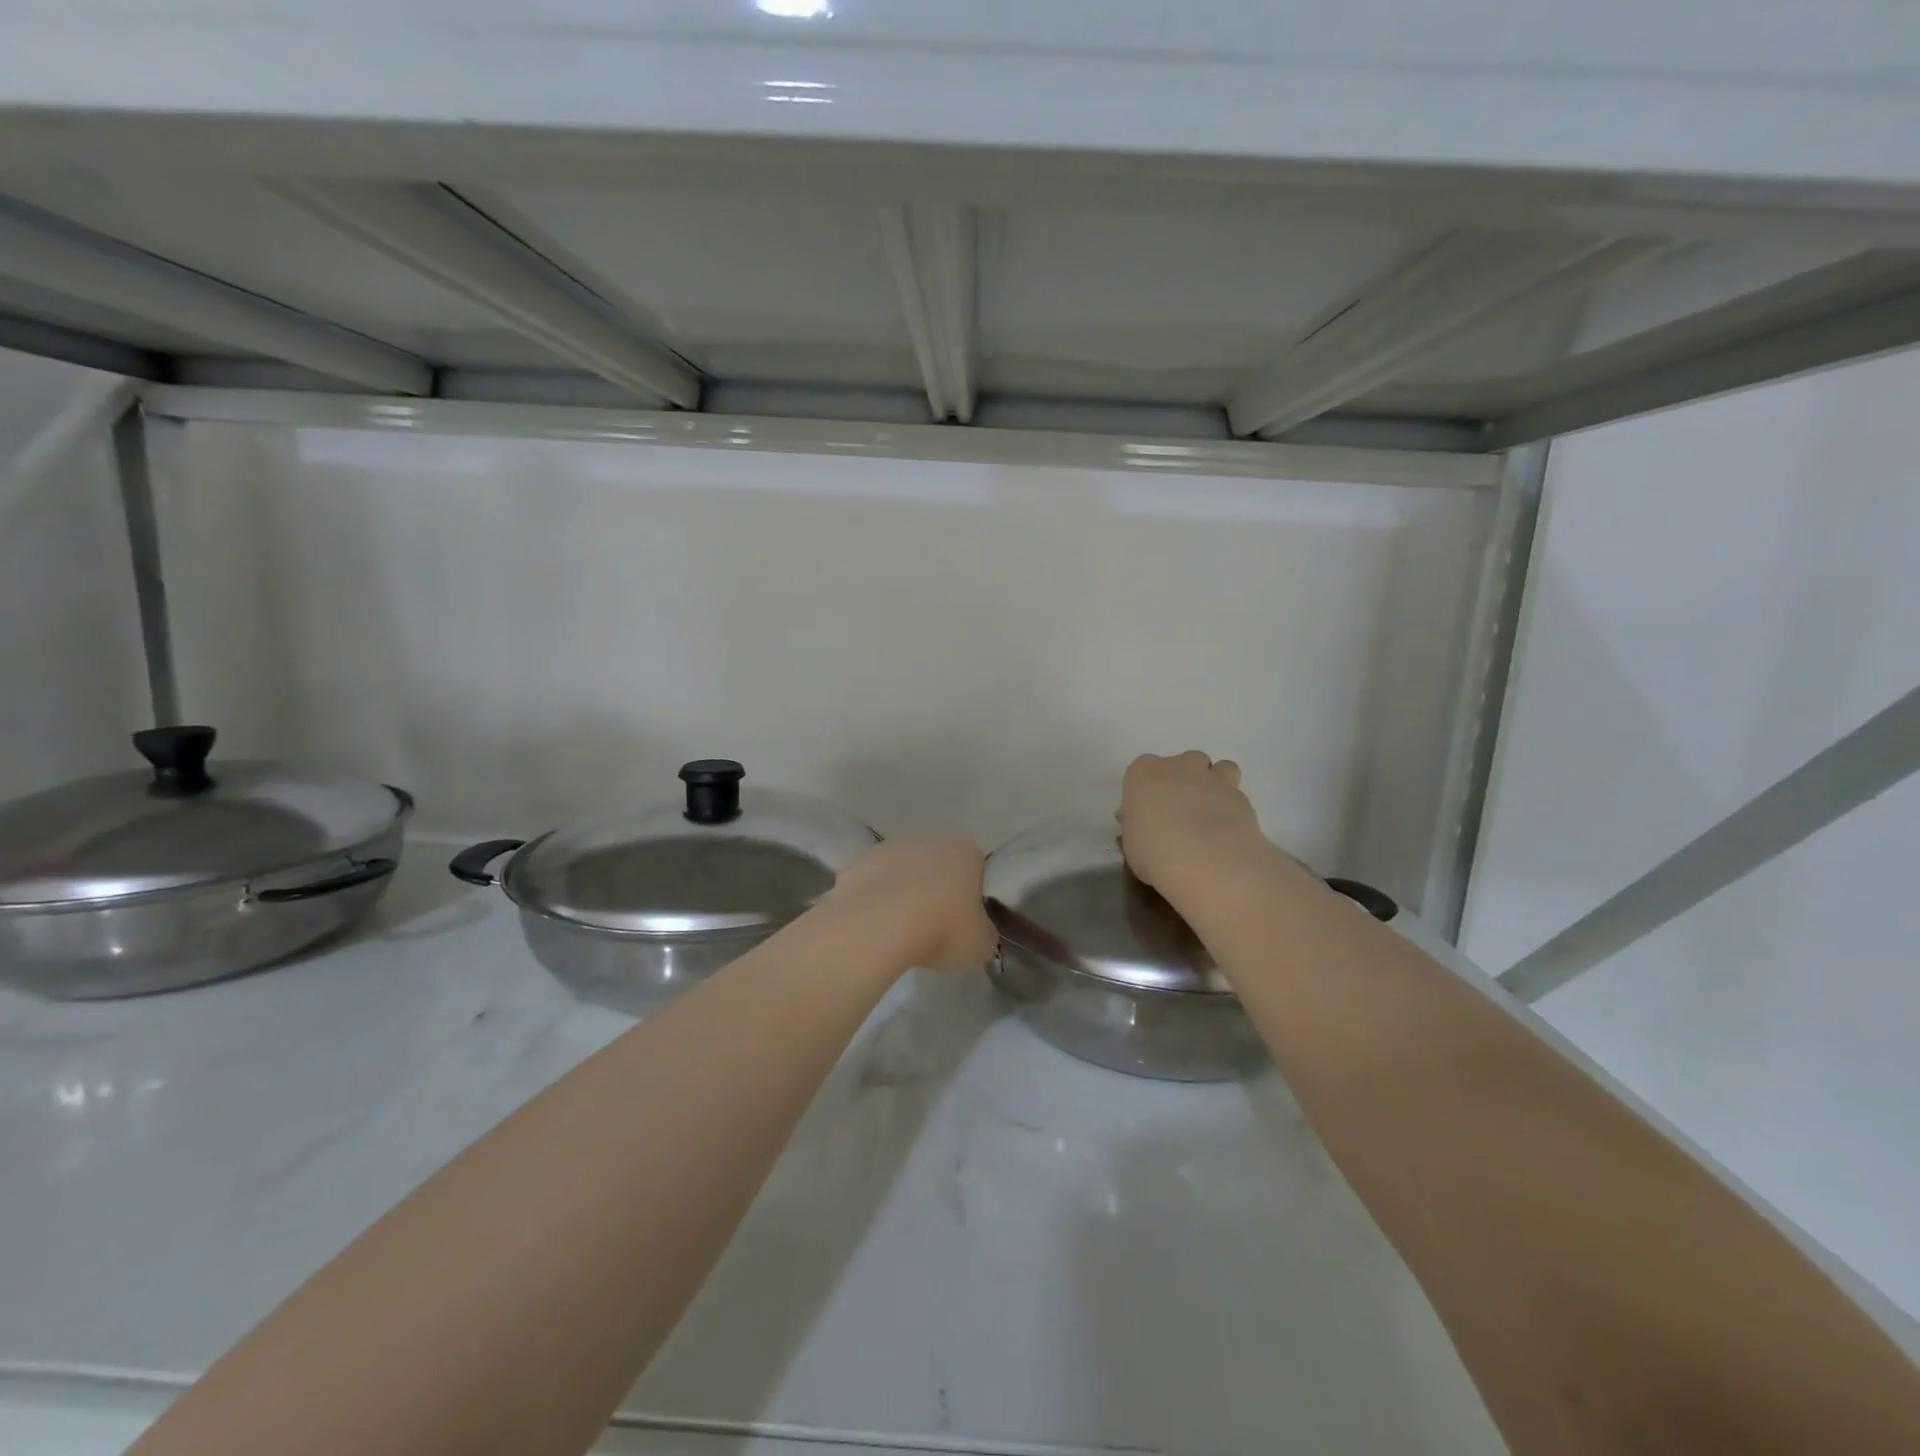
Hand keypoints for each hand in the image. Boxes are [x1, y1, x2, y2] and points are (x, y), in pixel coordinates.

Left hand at [825, 835, 996, 972]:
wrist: (879, 926)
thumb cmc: (942, 928)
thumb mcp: (980, 944)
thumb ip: (983, 933)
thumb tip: (977, 932)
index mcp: (965, 851)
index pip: (975, 870)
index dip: (970, 898)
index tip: (964, 924)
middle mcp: (927, 839)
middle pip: (936, 867)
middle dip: (934, 892)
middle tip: (933, 929)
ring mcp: (888, 849)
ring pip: (901, 874)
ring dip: (901, 895)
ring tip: (899, 933)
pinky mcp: (856, 864)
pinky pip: (872, 887)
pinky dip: (873, 904)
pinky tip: (873, 929)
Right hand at [1119, 751, 1280, 909]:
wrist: (1207, 861)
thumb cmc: (1155, 851)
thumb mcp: (1131, 843)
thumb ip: (1137, 826)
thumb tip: (1143, 824)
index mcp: (1145, 772)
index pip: (1143, 770)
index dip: (1147, 791)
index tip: (1148, 812)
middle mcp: (1180, 767)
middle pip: (1185, 762)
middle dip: (1185, 780)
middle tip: (1181, 811)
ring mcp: (1214, 779)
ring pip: (1220, 769)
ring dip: (1216, 784)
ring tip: (1211, 814)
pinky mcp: (1242, 798)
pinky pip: (1237, 795)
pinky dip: (1233, 809)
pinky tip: (1228, 833)